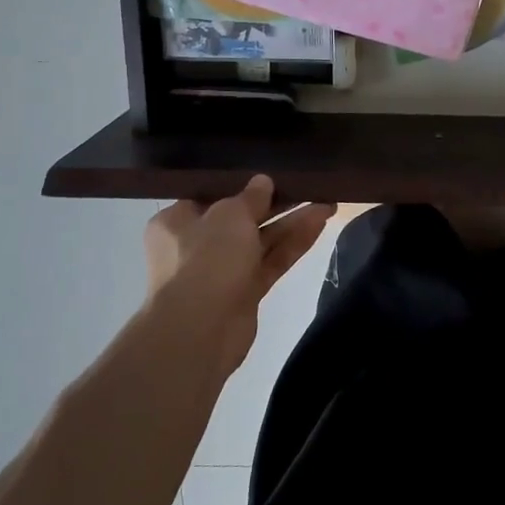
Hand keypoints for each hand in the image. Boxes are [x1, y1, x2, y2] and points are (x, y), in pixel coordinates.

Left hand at [144, 176, 333, 378]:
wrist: (200, 330)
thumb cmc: (205, 259)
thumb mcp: (230, 215)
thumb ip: (251, 196)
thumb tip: (262, 181)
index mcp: (177, 221)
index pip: (212, 196)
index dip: (244, 185)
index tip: (273, 173)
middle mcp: (196, 244)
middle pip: (242, 218)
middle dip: (277, 204)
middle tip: (309, 187)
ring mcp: (221, 270)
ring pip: (262, 241)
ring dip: (292, 223)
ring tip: (327, 204)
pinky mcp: (244, 292)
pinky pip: (271, 261)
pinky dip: (293, 245)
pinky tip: (320, 225)